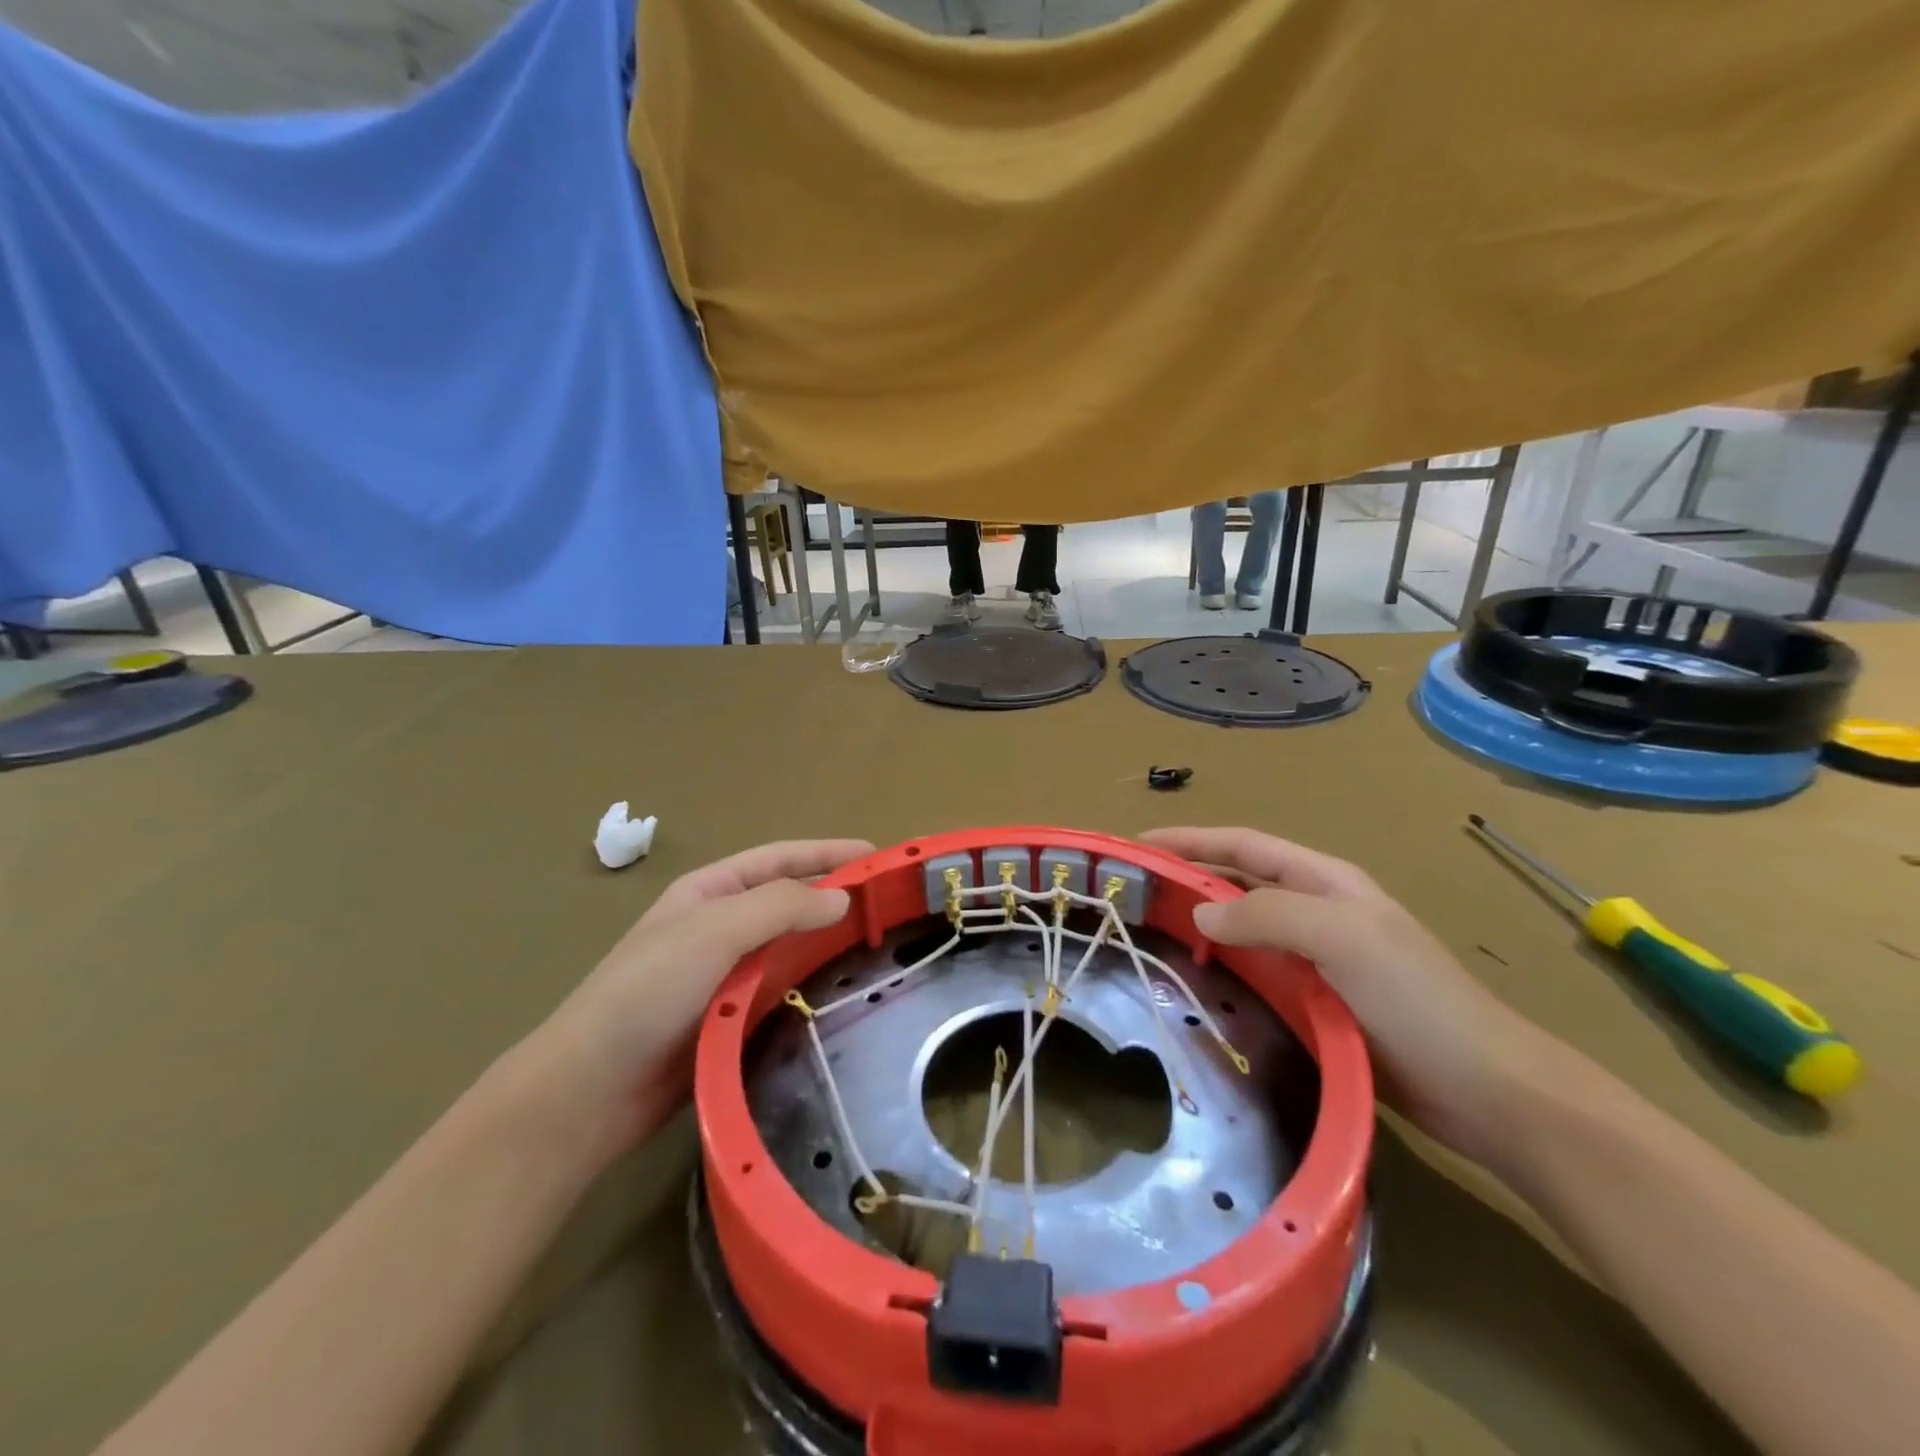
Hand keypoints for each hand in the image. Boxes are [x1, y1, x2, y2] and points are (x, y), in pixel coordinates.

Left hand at [525, 839, 872, 1154]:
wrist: (592, 1090)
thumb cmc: (647, 992)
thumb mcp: (712, 932)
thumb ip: (779, 907)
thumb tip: (842, 900)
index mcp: (709, 892)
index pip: (779, 859)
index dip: (826, 853)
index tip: (875, 856)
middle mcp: (719, 927)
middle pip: (787, 900)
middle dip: (833, 897)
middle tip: (886, 905)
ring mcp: (724, 975)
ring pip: (788, 947)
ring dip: (827, 942)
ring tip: (876, 946)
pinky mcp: (730, 1018)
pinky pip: (782, 990)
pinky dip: (811, 985)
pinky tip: (841, 993)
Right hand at [1142, 827, 1555, 1164]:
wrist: (1485, 1089)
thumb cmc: (1415, 999)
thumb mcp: (1342, 937)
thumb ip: (1268, 915)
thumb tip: (1199, 915)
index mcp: (1325, 881)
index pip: (1244, 845)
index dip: (1191, 840)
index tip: (1139, 846)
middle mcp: (1317, 910)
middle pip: (1239, 881)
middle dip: (1189, 877)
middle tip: (1135, 892)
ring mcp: (1317, 957)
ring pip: (1244, 927)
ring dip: (1200, 923)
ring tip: (1150, 932)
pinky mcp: (1317, 1000)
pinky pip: (1255, 969)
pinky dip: (1221, 965)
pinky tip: (1195, 980)